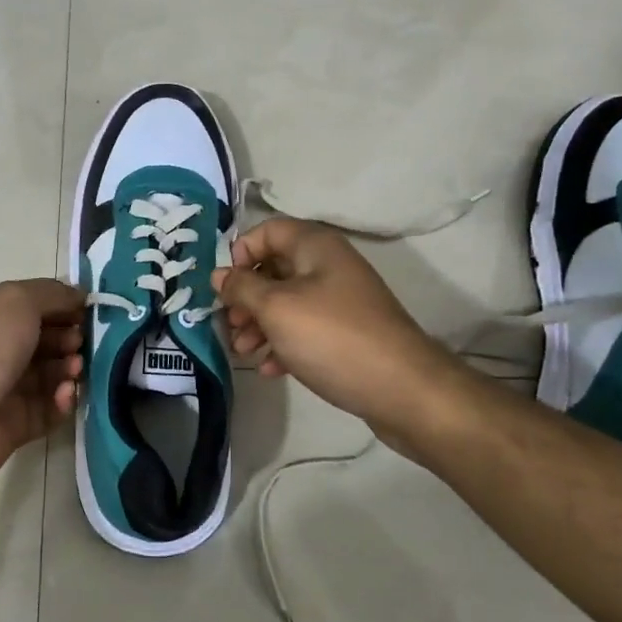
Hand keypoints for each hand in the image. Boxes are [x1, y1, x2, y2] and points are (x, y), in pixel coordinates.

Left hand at [0, 279, 84, 487]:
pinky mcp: (14, 424)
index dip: (62, 306)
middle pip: (43, 340)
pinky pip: (48, 409)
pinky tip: (64, 395)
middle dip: (69, 338)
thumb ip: (53, 293)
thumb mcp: (17, 299)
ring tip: (75, 370)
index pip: (32, 304)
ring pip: (49, 375)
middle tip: (79, 344)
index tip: (88, 312)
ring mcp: (3, 388)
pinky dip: (61, 401)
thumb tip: (79, 296)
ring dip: (69, 369)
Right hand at [212, 219, 453, 433]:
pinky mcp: (346, 334)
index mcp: (315, 247)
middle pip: (274, 268)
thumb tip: (218, 274)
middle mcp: (329, 266)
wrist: (403, 390)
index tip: (226, 286)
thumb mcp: (276, 308)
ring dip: (259, 324)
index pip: (267, 231)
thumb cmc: (332, 338)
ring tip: (243, 351)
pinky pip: (305, 329)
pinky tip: (269, 368)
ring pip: (287, 302)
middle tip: (229, 324)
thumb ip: (242, 288)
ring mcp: (340, 301)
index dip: (241, 253)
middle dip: (246, 296)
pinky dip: (283, 343)